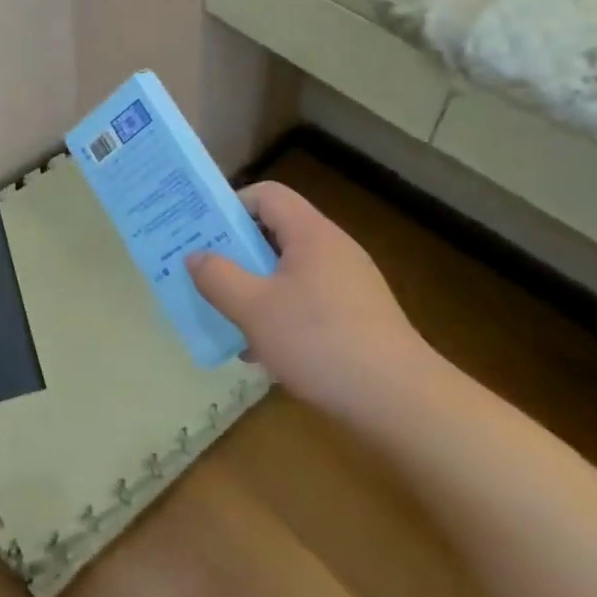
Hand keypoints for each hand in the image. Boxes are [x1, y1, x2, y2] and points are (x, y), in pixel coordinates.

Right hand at [188, 182, 441, 424]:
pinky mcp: (358, 317)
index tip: (203, 235)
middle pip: (275, 232)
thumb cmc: (320, 341)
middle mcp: (333, 249)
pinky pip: (308, 300)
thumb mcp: (253, 309)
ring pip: (289, 271)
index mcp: (310, 234)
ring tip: (228, 318)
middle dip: (236, 253)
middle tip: (205, 276)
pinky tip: (264, 351)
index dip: (230, 206)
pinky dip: (281, 313)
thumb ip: (218, 277)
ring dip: (255, 288)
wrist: (401, 402)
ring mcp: (350, 284)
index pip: (266, 194)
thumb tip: (195, 256)